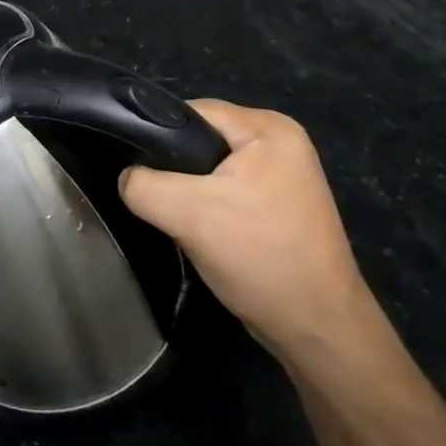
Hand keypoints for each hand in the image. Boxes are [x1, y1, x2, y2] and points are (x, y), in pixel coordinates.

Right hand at [119, 100, 372, 360]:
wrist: (318, 333)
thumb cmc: (261, 258)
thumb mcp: (188, 215)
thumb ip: (143, 185)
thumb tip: (126, 178)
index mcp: (270, 128)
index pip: (193, 112)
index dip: (159, 136)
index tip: (138, 167)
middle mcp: (281, 143)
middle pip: (201, 139)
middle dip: (175, 169)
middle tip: (159, 200)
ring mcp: (283, 177)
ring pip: (210, 169)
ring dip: (190, 192)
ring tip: (178, 218)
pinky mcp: (278, 206)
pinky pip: (226, 191)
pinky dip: (208, 208)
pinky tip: (201, 232)